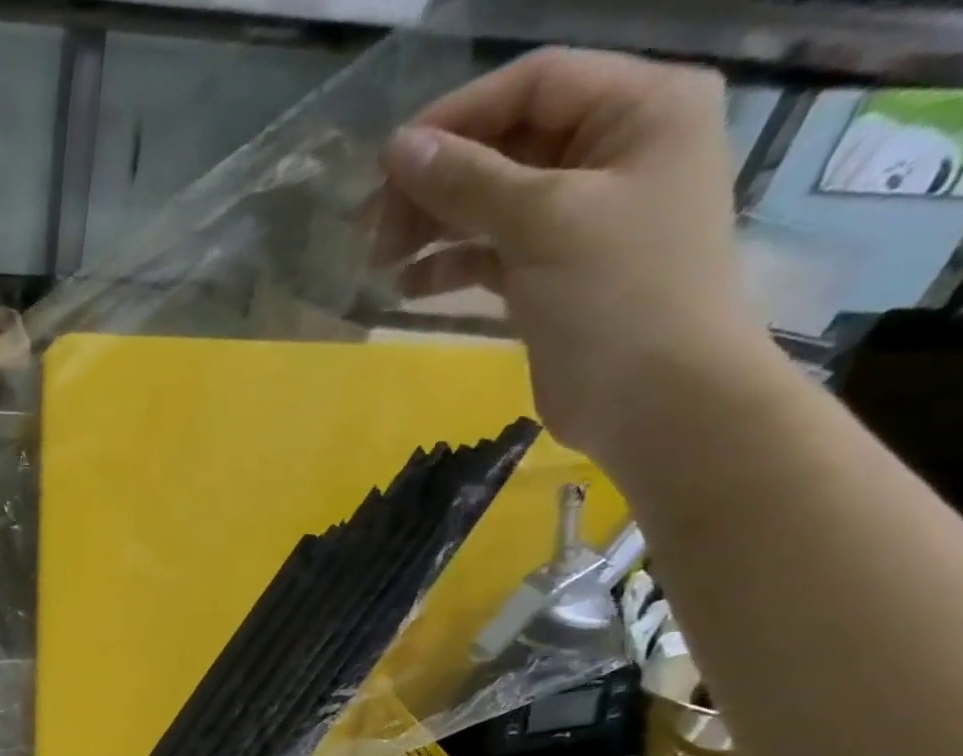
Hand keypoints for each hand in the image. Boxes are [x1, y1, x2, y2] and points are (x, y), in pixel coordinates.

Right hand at [380, 49, 768, 460]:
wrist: (656, 399)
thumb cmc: (617, 295)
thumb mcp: (542, 223)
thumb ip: (468, 181)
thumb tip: (397, 150)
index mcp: (639, 109)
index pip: (534, 85)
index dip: (456, 118)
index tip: (387, 165)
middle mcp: (613, 151)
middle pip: (506, 146)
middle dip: (436, 183)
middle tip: (372, 228)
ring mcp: (582, 216)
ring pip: (491, 203)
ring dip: (433, 227)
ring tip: (380, 261)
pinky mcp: (553, 272)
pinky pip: (492, 252)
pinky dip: (450, 265)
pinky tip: (409, 287)